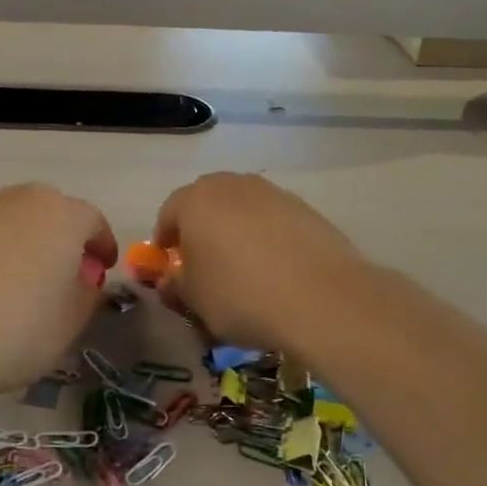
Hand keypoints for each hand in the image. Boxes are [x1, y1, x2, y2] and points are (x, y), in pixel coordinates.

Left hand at [0, 184, 116, 407]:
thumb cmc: (17, 330)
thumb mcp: (70, 322)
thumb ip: (87, 295)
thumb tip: (83, 282)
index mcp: (62, 216)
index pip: (93, 222)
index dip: (102, 246)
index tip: (103, 269)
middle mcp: (22, 201)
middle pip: (54, 213)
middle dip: (66, 239)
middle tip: (68, 274)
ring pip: (19, 222)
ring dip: (32, 244)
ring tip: (29, 282)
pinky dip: (0, 253)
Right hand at [151, 173, 368, 356]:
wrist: (321, 298)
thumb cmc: (240, 295)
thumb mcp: (194, 300)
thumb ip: (175, 285)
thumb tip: (171, 280)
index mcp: (196, 200)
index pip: (168, 213)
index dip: (165, 240)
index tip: (169, 265)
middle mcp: (233, 185)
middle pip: (206, 203)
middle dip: (200, 230)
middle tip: (204, 264)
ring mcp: (273, 193)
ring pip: (242, 209)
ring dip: (235, 231)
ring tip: (243, 268)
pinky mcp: (305, 208)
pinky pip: (273, 220)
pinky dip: (267, 238)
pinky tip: (275, 269)